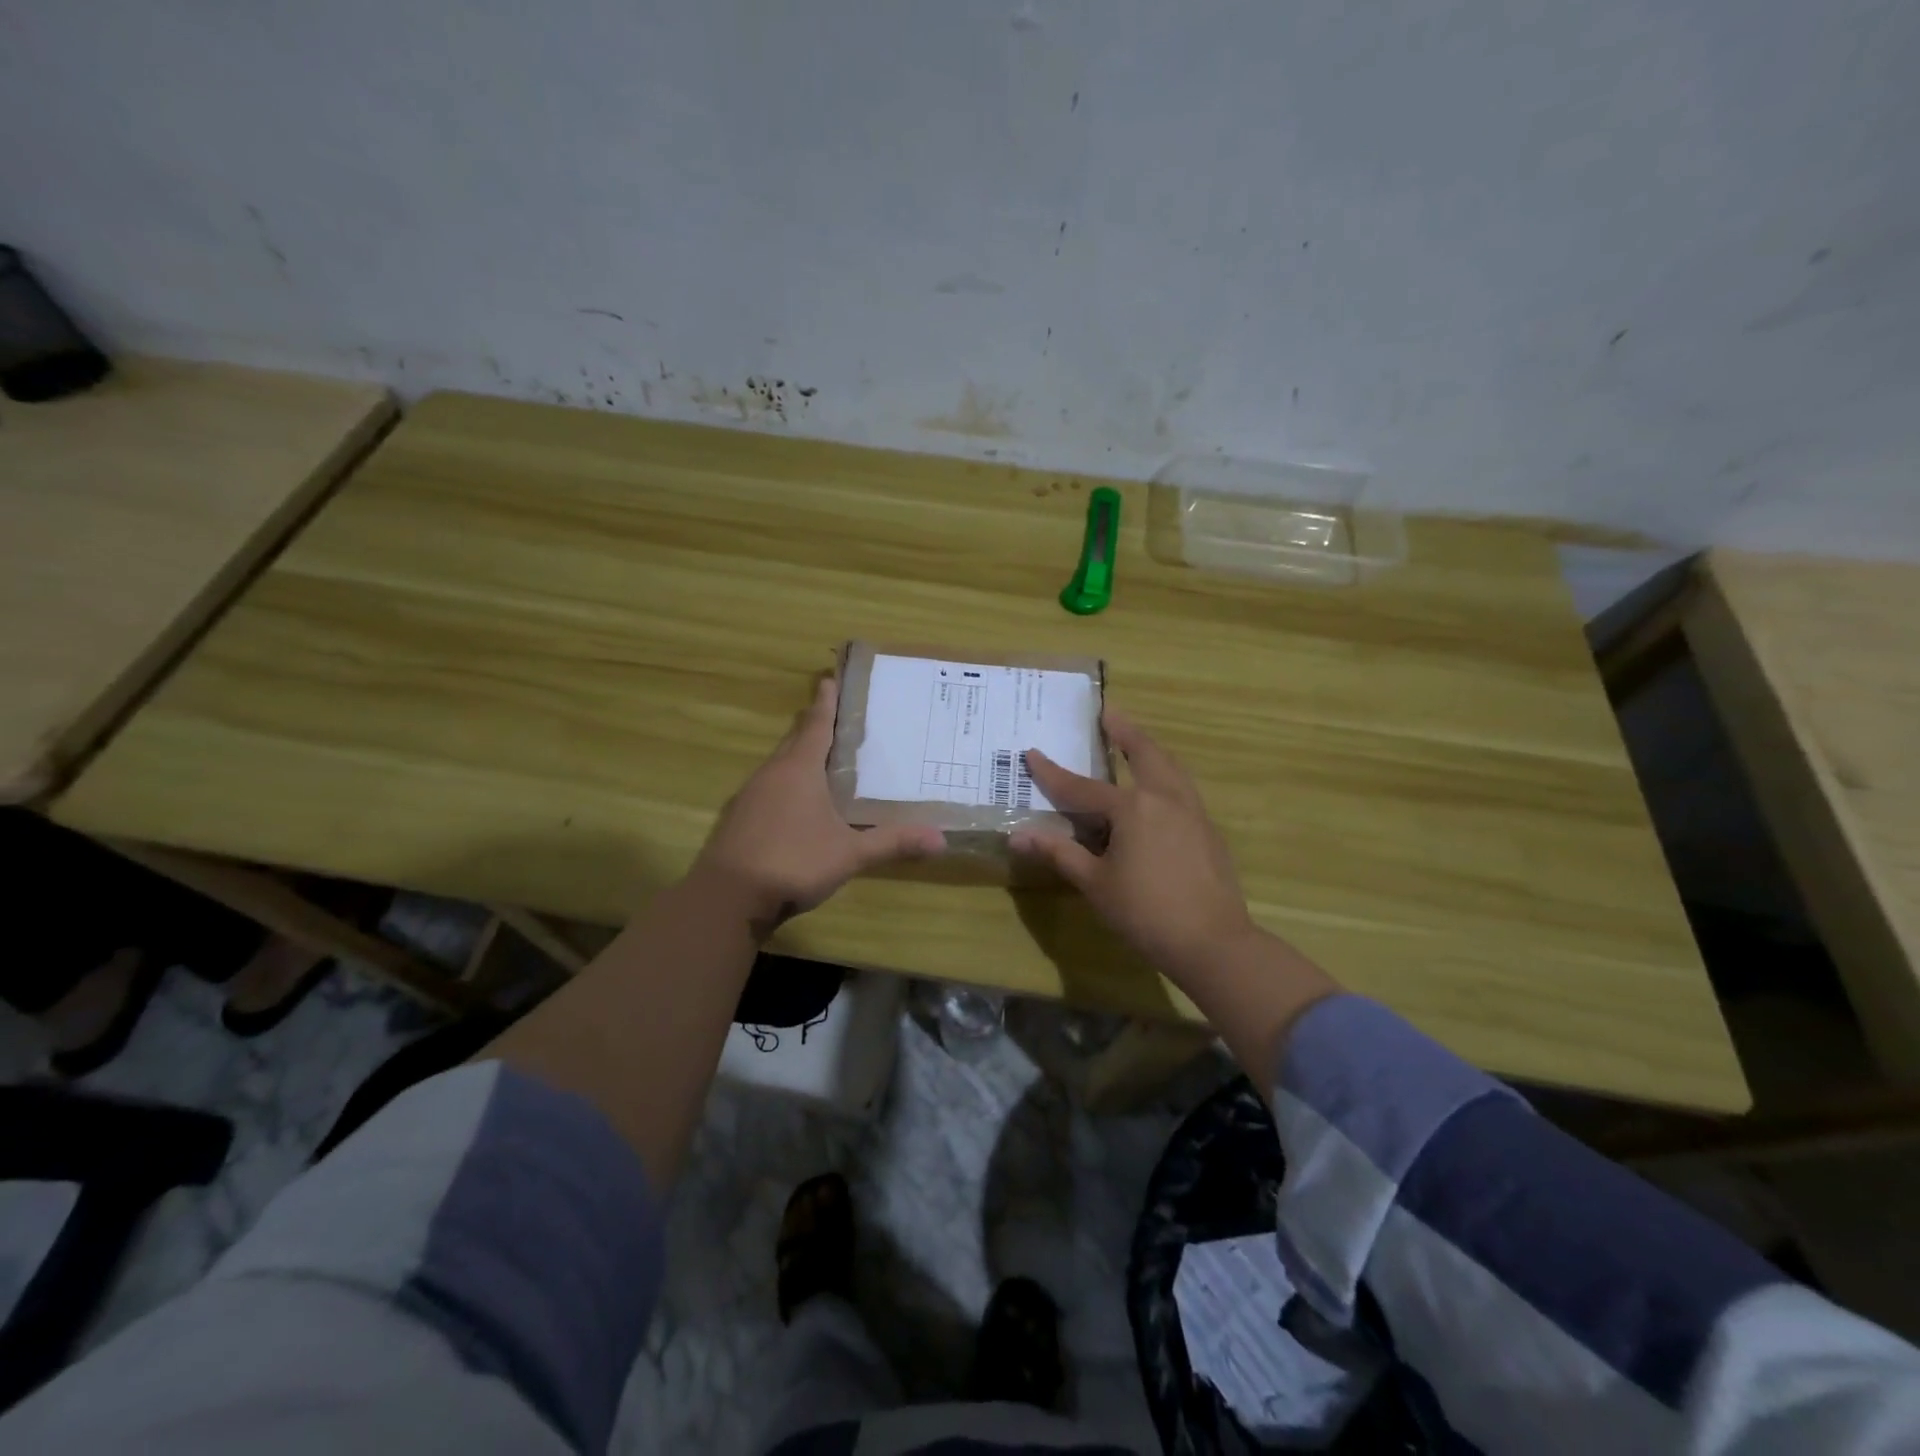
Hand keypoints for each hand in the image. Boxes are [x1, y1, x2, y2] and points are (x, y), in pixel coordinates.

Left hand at [692, 677, 944, 933]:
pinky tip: (796, 803)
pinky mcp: (738, 818)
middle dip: (814, 726)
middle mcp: (772, 773)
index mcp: (799, 769)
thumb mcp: (850, 854)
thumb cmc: (794, 861)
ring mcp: (750, 795)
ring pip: (779, 764)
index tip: (830, 679)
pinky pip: (768, 787)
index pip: (817, 724)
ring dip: (799, 755)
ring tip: (822, 758)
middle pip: (796, 739)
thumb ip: (893, 843)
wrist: (727, 897)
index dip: (826, 702)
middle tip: (838, 718)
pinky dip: (785, 783)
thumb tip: (941, 839)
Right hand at [1012, 711, 1259, 981]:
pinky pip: (1183, 789)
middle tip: (1109, 711)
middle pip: (1144, 752)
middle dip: (1124, 730)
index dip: (1053, 773)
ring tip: (1136, 739)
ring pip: (1171, 767)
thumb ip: (1059, 853)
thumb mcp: (1095, 883)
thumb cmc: (1145, 912)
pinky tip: (1160, 791)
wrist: (1213, 942)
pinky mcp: (1208, 830)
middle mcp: (1165, 798)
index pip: (1082, 787)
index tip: (1032, 753)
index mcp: (1133, 808)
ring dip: (1150, 748)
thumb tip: (1018, 836)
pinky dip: (1166, 776)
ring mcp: (1193, 812)